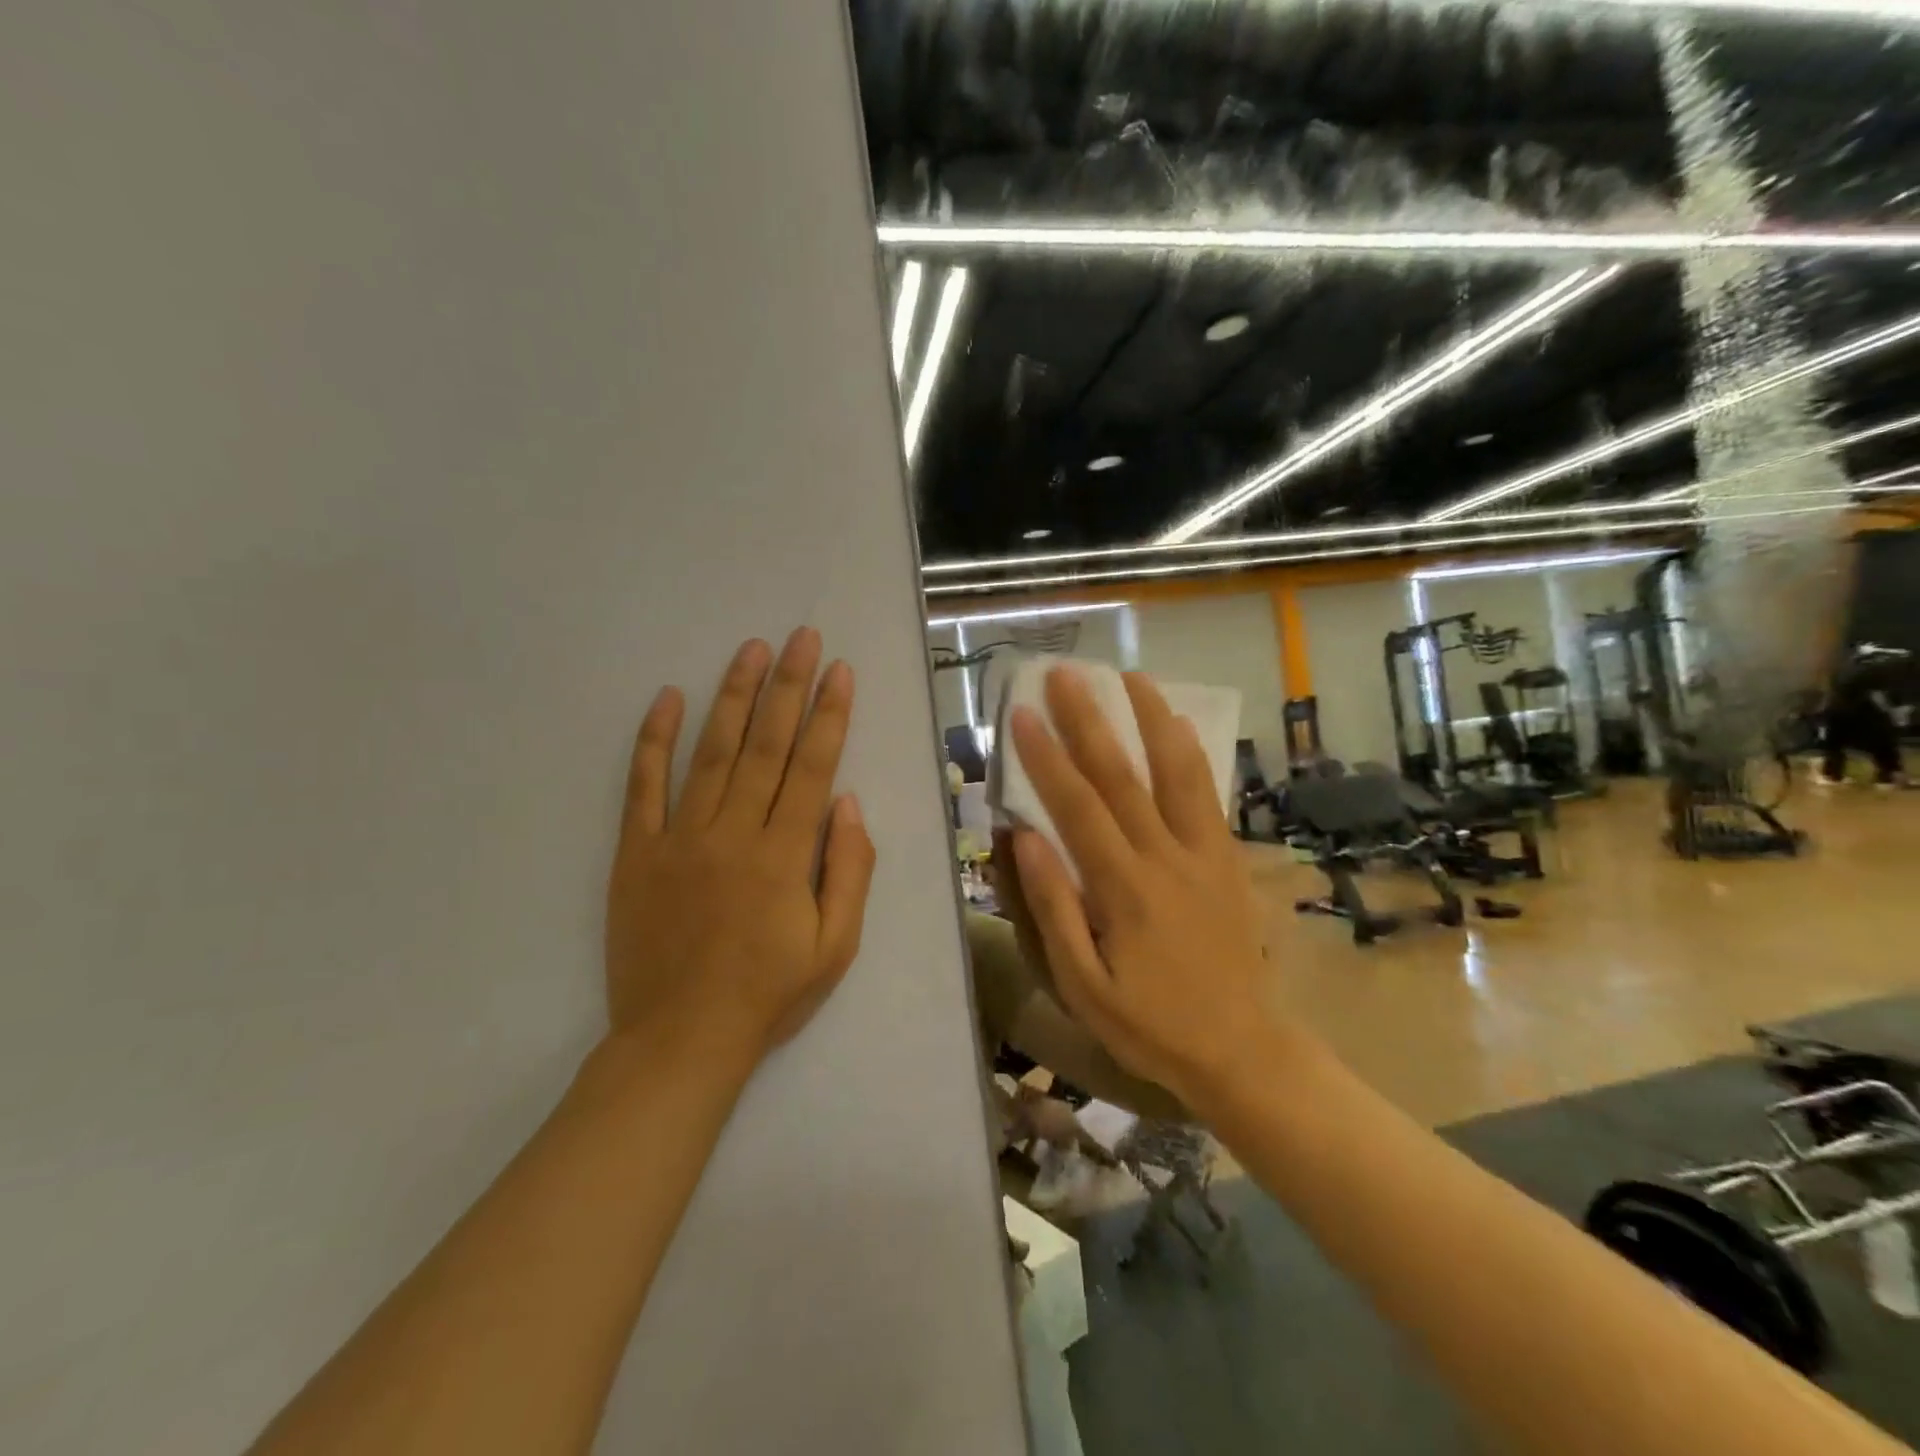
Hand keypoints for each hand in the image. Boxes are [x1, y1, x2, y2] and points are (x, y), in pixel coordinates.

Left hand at [605, 628, 875, 1070]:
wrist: (680, 1040)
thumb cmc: (769, 994)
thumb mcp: (836, 945)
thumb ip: (849, 869)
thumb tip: (846, 802)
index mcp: (784, 855)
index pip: (812, 766)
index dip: (828, 714)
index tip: (838, 670)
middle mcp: (733, 832)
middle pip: (765, 744)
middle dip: (787, 685)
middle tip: (800, 636)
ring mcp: (679, 838)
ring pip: (710, 752)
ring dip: (732, 696)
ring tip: (750, 650)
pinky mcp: (636, 852)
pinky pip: (642, 787)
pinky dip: (652, 740)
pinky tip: (666, 698)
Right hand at [1007, 666, 1272, 1111]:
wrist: (1243, 1048)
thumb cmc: (1151, 1023)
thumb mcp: (1085, 985)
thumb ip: (1054, 909)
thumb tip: (1025, 839)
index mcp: (1124, 889)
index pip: (1077, 808)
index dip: (1046, 757)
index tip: (1021, 714)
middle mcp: (1165, 857)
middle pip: (1122, 775)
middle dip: (1088, 719)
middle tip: (1063, 674)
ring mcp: (1203, 852)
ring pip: (1176, 771)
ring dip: (1151, 718)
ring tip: (1129, 676)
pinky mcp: (1225, 857)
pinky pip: (1207, 793)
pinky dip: (1190, 752)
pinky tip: (1176, 723)